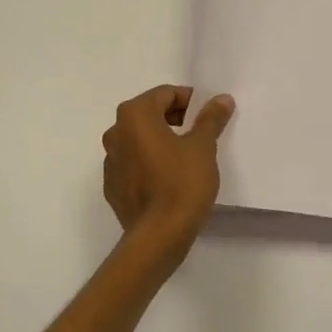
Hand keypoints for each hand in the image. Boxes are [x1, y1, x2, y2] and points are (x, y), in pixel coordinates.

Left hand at [102, 85, 235, 255]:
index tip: (208, 116)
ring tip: (187, 158)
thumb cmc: (182, 183)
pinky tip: (169, 180)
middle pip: (149, 114)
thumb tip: (221, 99)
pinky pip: (134, 164)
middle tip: (201, 135)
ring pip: (140, 140)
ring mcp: (111, 161)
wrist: (158, 236)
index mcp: (134, 116)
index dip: (189, 101)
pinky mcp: (113, 187)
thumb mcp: (203, 147)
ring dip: (161, 141)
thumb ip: (210, 118)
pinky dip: (150, 163)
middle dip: (175, 119)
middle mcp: (115, 133)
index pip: (164, 94)